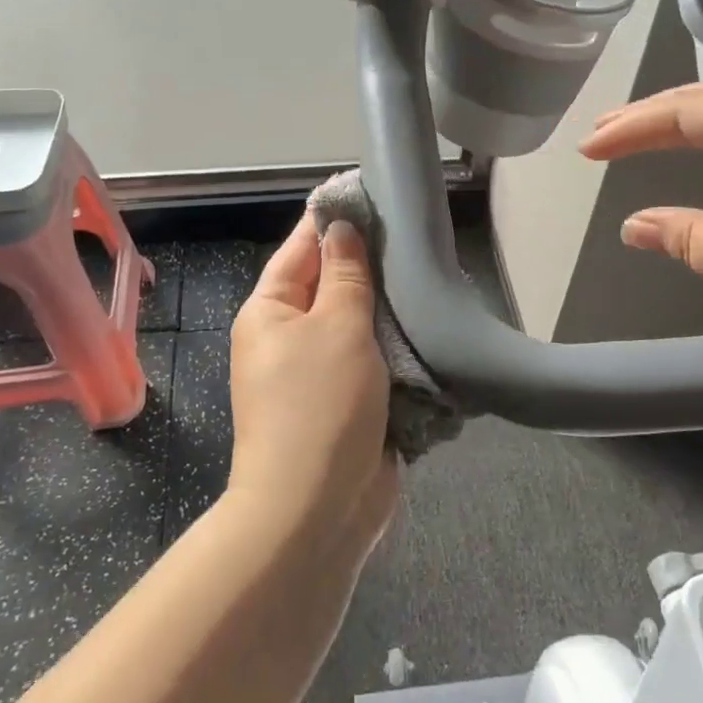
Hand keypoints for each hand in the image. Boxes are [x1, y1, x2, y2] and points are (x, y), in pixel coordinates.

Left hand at [228, 218, 396, 558]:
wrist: (317, 508)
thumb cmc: (320, 405)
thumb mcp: (336, 327)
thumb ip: (345, 275)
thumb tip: (340, 229)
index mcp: (270, 312)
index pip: (302, 249)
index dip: (334, 221)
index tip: (372, 194)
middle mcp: (288, 339)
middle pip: (331, 288)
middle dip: (370, 267)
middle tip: (418, 237)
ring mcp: (318, 375)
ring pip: (358, 327)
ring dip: (389, 311)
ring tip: (432, 276)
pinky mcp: (347, 405)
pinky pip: (373, 364)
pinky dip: (397, 350)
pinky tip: (430, 329)